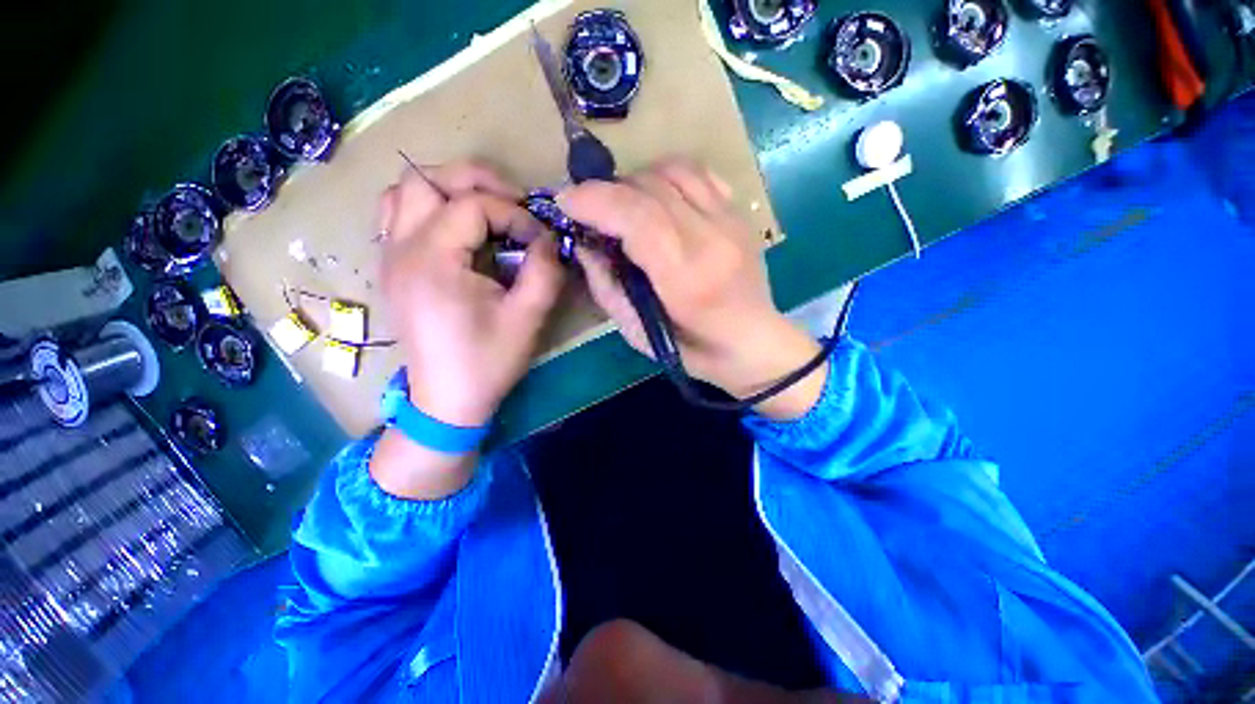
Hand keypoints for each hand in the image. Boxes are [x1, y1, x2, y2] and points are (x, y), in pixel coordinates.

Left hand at [371, 160, 563, 499]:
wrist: (448, 400)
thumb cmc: (488, 362)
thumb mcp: (528, 318)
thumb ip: (545, 270)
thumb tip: (548, 237)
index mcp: (433, 261)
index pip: (472, 205)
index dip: (514, 213)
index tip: (540, 239)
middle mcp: (401, 249)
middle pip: (426, 178)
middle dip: (477, 180)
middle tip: (515, 201)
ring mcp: (390, 257)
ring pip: (405, 191)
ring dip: (447, 190)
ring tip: (484, 210)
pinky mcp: (394, 269)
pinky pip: (399, 215)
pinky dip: (429, 208)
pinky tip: (458, 230)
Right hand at [558, 158, 825, 419]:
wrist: (752, 342)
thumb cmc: (693, 349)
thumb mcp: (637, 333)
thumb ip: (606, 286)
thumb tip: (584, 243)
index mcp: (685, 276)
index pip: (636, 216)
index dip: (594, 200)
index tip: (566, 203)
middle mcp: (711, 238)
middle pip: (650, 186)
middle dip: (607, 190)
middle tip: (590, 211)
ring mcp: (730, 220)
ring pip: (674, 170)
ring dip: (636, 181)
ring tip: (623, 206)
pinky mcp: (738, 214)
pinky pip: (699, 174)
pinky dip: (667, 177)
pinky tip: (658, 199)